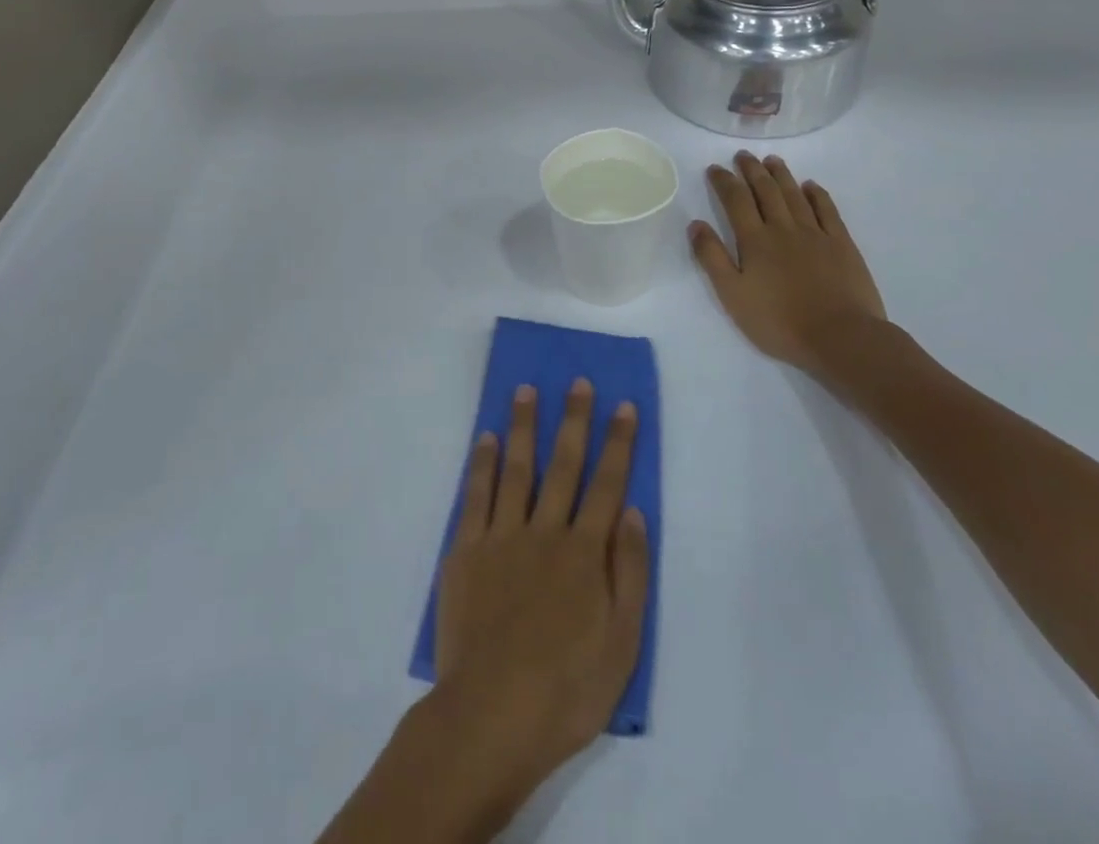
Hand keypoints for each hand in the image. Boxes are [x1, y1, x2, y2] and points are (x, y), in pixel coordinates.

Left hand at [433, 380, 649, 801]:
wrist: (490, 716)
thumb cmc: (566, 689)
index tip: (623, 405)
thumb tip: (633, 513)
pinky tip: (485, 438)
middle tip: (578, 382)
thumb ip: (630, 573)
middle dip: (573, 420)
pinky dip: (481, 463)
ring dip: (523, 426)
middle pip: (563, 464)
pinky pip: (475, 495)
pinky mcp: (465, 551)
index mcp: (584, 553)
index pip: (607, 484)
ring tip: (526, 390)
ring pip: (516, 468)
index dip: (618, 443)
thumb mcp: (622, 644)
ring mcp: (501, 537)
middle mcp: (544, 531)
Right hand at [689, 152, 890, 387]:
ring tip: (771, 160)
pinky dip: (817, 194)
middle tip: (742, 155)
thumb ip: (712, 258)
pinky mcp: (842, 244)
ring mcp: (816, 234)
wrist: (840, 337)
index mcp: (755, 240)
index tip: (715, 168)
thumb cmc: (779, 322)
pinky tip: (811, 186)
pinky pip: (828, 210)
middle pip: (766, 191)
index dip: (724, 181)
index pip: (736, 201)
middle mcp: (783, 228)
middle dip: (752, 170)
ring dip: (781, 175)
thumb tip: (696, 224)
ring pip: (795, 195)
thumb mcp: (733, 295)